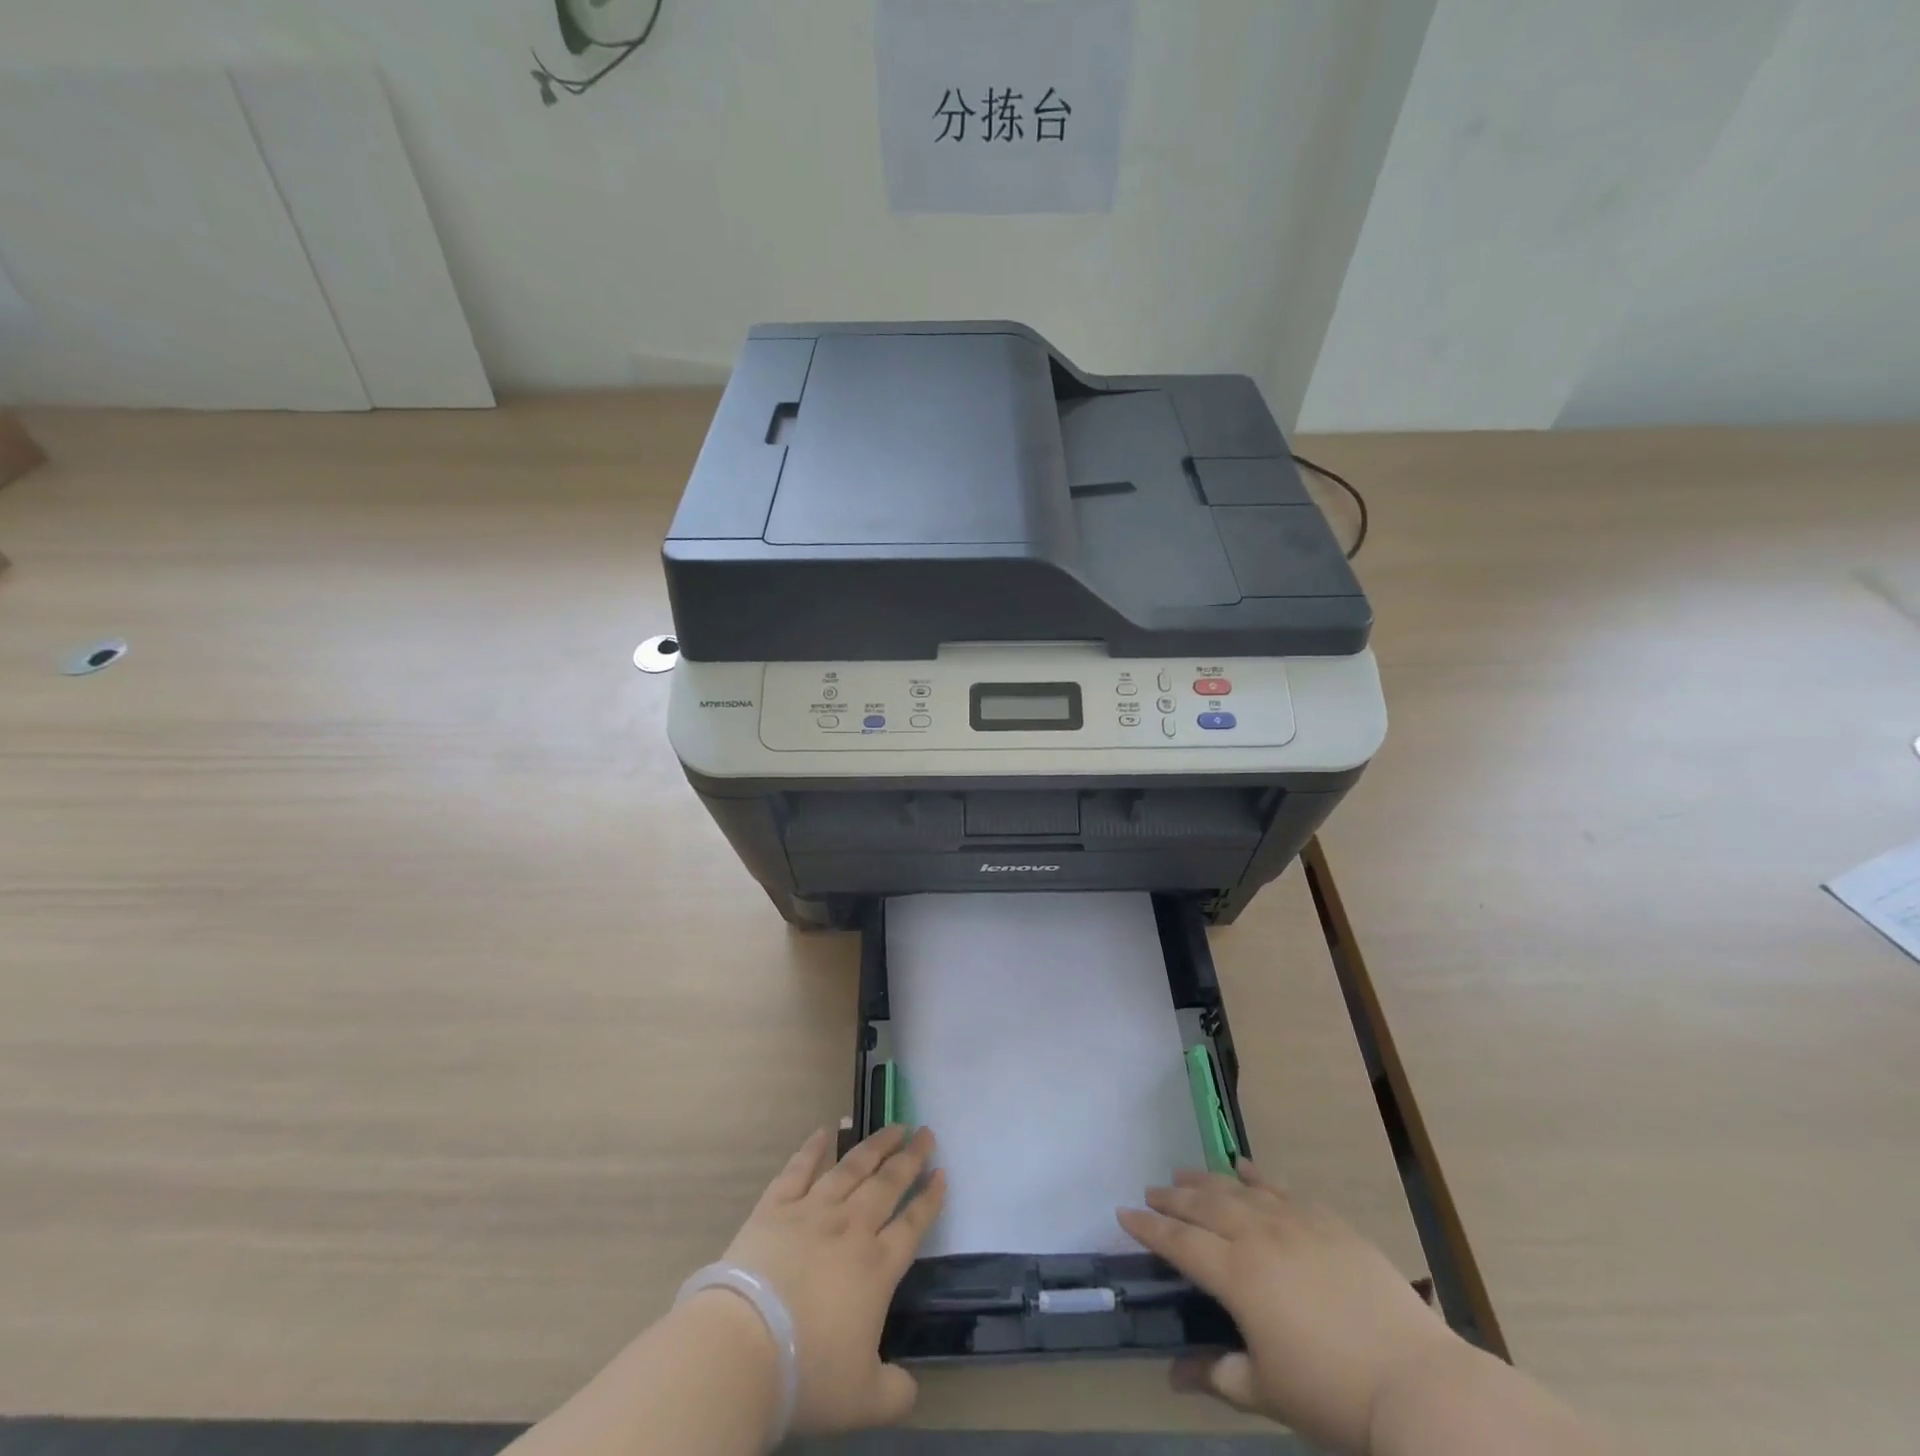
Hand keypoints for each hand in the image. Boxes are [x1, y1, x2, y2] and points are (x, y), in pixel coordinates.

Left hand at [721, 1124, 943, 1435]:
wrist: (744, 1346)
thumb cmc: (808, 1373)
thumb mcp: (863, 1400)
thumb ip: (895, 1392)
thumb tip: (910, 1388)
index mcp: (876, 1267)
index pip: (912, 1224)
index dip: (930, 1199)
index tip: (943, 1173)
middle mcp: (851, 1228)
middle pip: (887, 1184)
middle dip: (910, 1158)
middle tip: (925, 1133)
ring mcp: (812, 1211)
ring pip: (851, 1168)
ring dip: (875, 1145)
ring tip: (893, 1127)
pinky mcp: (775, 1207)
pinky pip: (798, 1170)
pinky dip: (812, 1149)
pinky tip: (823, 1131)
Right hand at [1119, 1164, 1455, 1455]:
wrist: (1416, 1383)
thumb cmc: (1333, 1395)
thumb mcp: (1267, 1393)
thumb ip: (1217, 1376)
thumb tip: (1173, 1376)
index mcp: (1237, 1275)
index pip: (1179, 1243)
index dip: (1149, 1228)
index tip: (1124, 1213)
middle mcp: (1258, 1236)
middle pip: (1204, 1205)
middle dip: (1173, 1198)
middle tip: (1151, 1191)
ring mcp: (1294, 1222)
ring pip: (1238, 1189)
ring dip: (1207, 1181)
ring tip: (1185, 1175)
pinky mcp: (1328, 1221)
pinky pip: (1281, 1188)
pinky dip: (1257, 1175)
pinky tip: (1244, 1167)